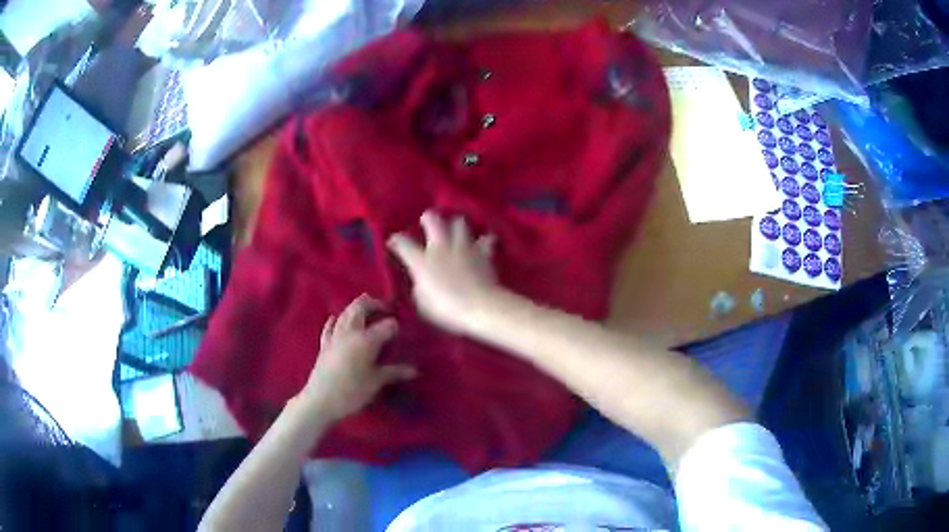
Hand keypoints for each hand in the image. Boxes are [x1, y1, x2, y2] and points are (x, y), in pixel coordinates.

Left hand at [300, 295, 416, 420]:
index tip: (401, 331)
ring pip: (345, 314)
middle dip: (373, 304)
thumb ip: (394, 372)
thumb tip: (415, 370)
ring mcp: (335, 337)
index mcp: (366, 340)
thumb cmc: (352, 392)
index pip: (386, 325)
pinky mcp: (324, 345)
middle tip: (383, 307)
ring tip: (365, 308)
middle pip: (360, 308)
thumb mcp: (376, 382)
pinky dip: (334, 320)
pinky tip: (334, 318)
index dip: (394, 326)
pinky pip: (329, 327)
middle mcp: (350, 332)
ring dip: (355, 308)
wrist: (321, 400)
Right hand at [387, 211, 497, 333]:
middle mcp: (441, 247)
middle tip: (427, 223)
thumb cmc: (446, 309)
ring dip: (456, 224)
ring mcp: (463, 246)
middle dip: (428, 218)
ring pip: (459, 222)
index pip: (402, 242)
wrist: (479, 306)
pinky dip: (485, 240)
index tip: (394, 243)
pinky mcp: (483, 252)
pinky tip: (484, 243)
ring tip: (456, 230)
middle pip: (432, 220)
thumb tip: (420, 281)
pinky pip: (486, 239)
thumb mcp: (422, 303)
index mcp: (421, 261)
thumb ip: (419, 287)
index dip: (396, 240)